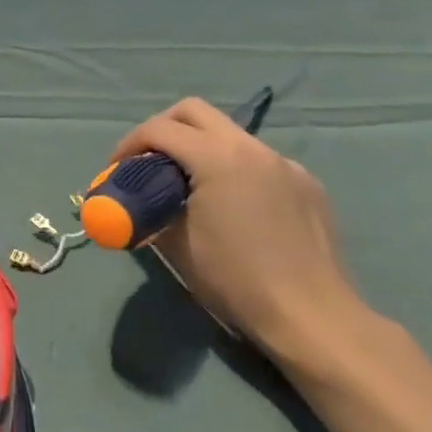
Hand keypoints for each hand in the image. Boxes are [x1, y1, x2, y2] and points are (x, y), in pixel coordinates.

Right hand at [112, 98, 364, 363]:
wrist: (314, 320)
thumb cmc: (237, 281)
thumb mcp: (177, 246)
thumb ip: (151, 211)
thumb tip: (139, 203)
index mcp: (217, 157)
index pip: (159, 130)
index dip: (129, 144)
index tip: (117, 169)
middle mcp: (251, 148)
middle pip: (194, 111)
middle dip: (163, 128)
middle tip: (149, 159)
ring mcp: (284, 163)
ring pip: (229, 134)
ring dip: (201, 147)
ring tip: (190, 185)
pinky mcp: (307, 184)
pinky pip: (259, 160)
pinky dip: (235, 168)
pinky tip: (236, 205)